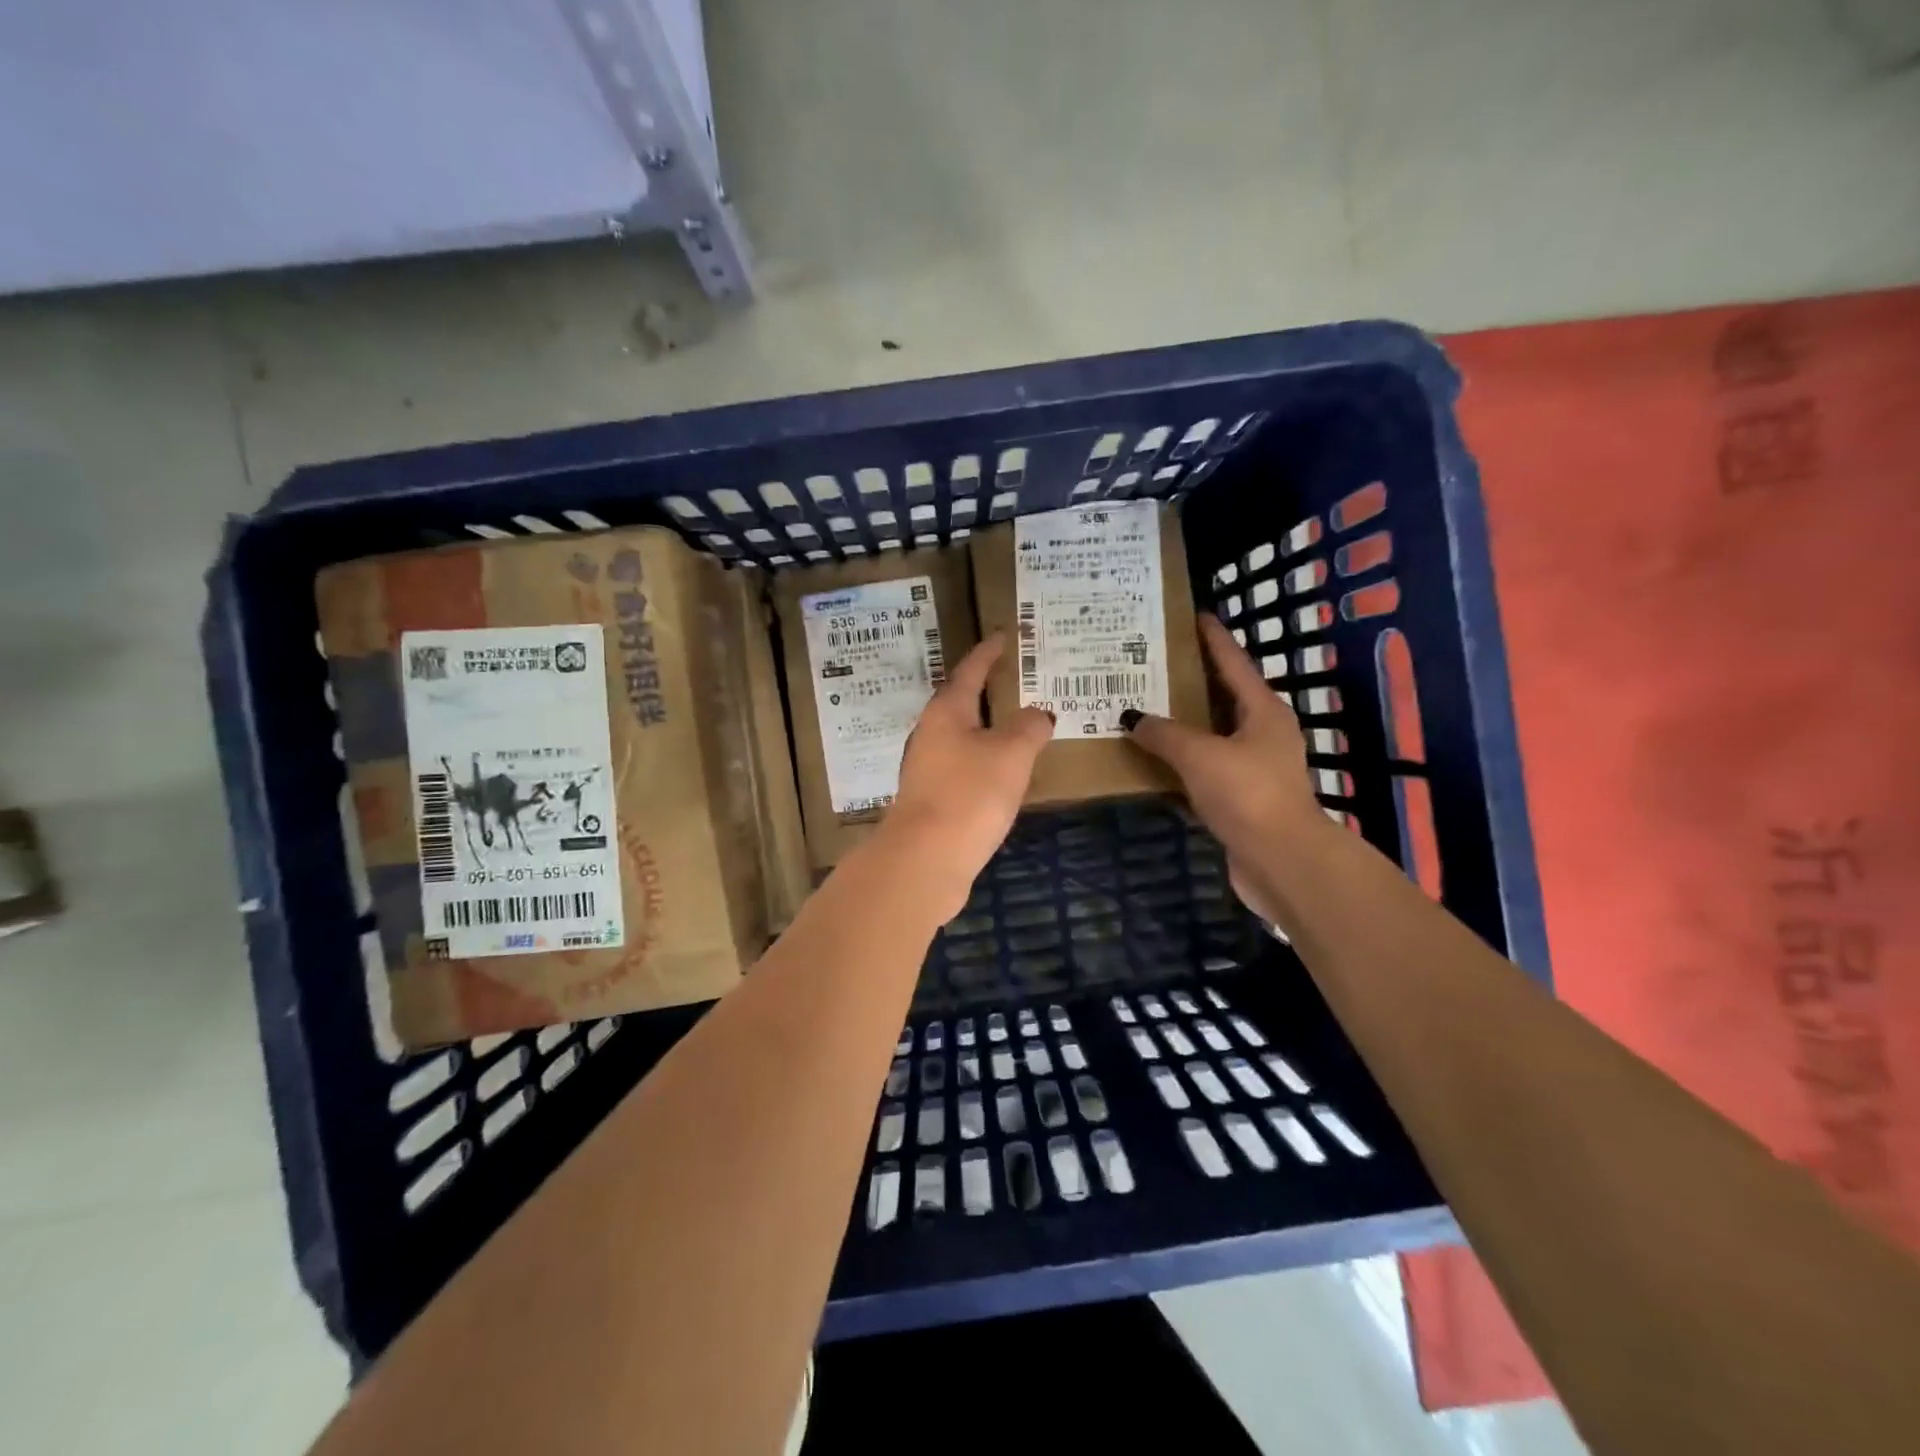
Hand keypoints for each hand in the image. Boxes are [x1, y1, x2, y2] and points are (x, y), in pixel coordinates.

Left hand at [882, 634, 1051, 919]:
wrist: (925, 860)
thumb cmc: (969, 794)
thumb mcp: (1011, 754)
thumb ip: (1029, 727)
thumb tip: (1038, 714)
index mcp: (946, 712)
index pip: (970, 671)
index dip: (988, 653)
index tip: (1002, 637)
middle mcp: (930, 734)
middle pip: (960, 703)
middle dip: (987, 692)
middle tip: (1016, 682)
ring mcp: (927, 769)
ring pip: (961, 738)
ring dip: (986, 730)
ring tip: (1016, 727)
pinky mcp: (931, 800)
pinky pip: (962, 768)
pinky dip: (984, 762)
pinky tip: (1001, 775)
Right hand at [1123, 615, 1326, 918]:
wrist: (1281, 860)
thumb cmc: (1247, 793)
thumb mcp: (1200, 755)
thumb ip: (1164, 733)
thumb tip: (1132, 718)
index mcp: (1263, 711)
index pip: (1234, 662)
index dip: (1213, 638)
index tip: (1195, 615)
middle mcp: (1262, 733)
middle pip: (1223, 696)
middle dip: (1191, 679)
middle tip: (1154, 662)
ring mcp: (1253, 767)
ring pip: (1212, 734)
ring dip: (1183, 723)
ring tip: (1145, 706)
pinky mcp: (1241, 797)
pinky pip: (1204, 766)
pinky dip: (1181, 760)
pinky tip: (1153, 757)